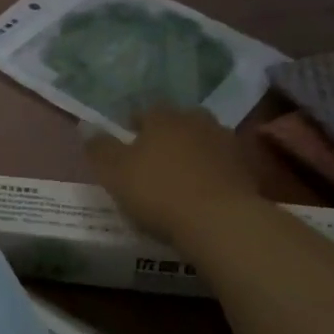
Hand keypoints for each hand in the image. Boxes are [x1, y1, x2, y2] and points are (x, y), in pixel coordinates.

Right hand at [86, 108, 261, 244]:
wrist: (220, 222)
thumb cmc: (158, 191)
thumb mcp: (114, 172)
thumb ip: (98, 147)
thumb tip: (85, 125)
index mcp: (163, 117)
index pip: (146, 111)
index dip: (135, 125)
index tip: (128, 142)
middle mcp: (197, 121)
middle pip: (179, 122)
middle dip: (168, 135)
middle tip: (155, 158)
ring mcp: (227, 144)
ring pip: (204, 141)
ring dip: (193, 153)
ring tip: (181, 176)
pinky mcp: (248, 170)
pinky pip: (223, 166)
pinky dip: (213, 173)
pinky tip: (204, 192)